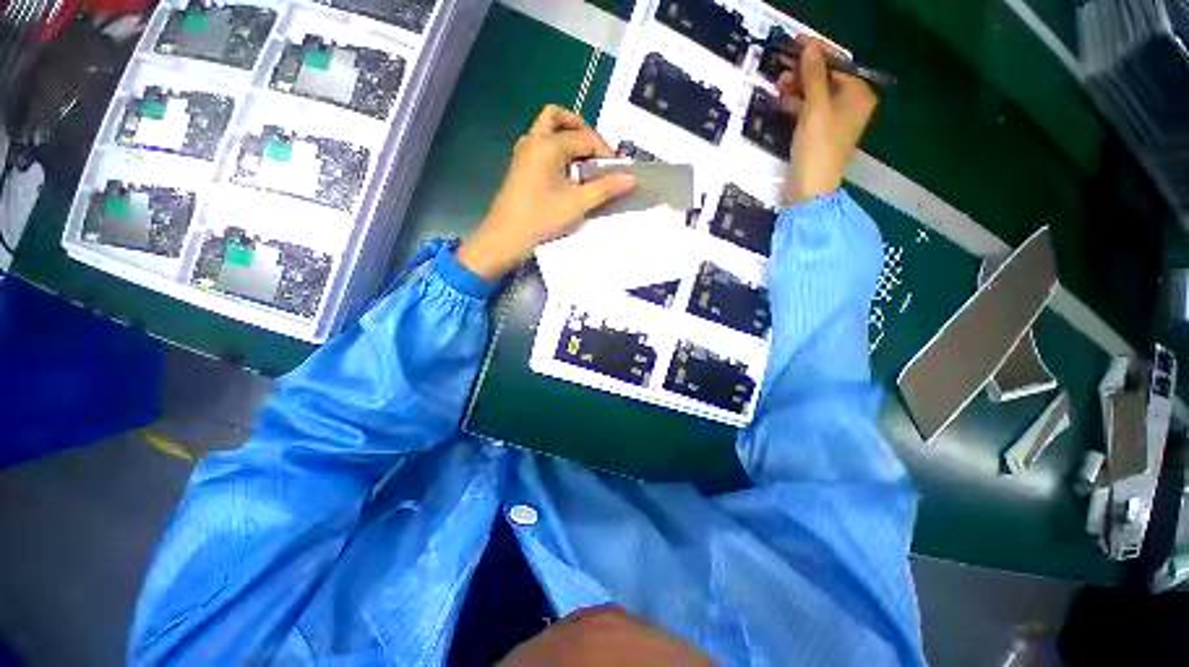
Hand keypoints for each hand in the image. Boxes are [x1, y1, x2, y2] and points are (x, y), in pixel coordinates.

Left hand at [456, 105, 636, 278]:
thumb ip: (605, 188)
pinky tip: (566, 174)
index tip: (617, 172)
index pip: (585, 138)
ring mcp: (523, 152)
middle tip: (596, 153)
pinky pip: (540, 145)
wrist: (505, 238)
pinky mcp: (520, 166)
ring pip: (546, 129)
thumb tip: (630, 178)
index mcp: (548, 145)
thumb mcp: (577, 204)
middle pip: (558, 117)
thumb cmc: (541, 219)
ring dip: (567, 137)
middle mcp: (533, 140)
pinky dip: (556, 150)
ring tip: (584, 163)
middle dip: (581, 129)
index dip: (604, 152)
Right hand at [777, 37, 877, 204]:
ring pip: (815, 96)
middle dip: (804, 73)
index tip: (796, 44)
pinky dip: (797, 105)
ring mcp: (835, 121)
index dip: (816, 54)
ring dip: (797, 89)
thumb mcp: (815, 107)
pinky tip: (783, 103)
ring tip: (778, 85)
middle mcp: (851, 105)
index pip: (837, 65)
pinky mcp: (820, 135)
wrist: (810, 188)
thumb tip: (809, 48)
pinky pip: (809, 112)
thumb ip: (812, 76)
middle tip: (782, 68)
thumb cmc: (818, 146)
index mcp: (859, 94)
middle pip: (826, 80)